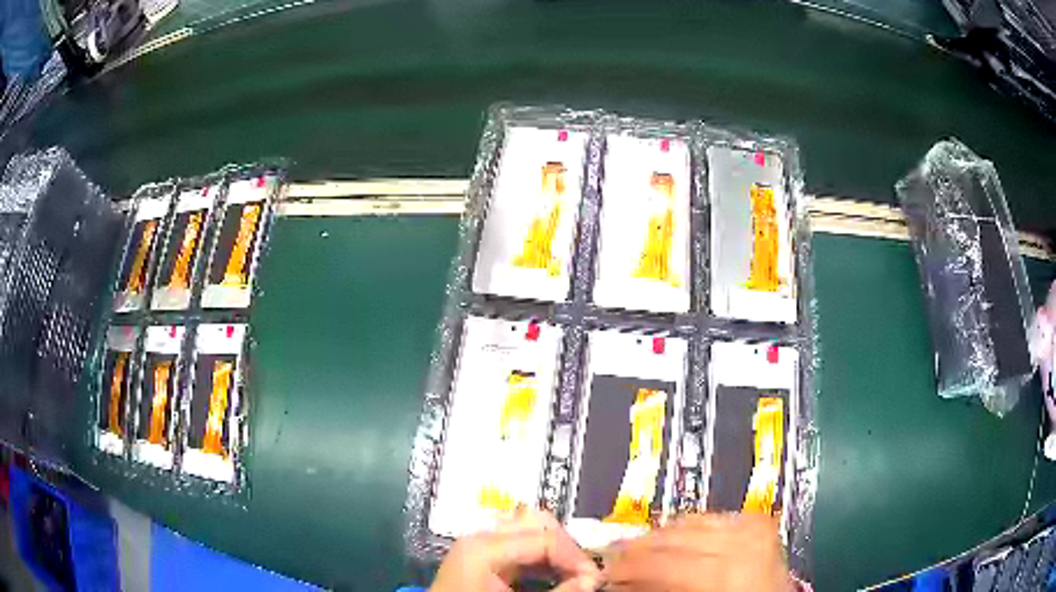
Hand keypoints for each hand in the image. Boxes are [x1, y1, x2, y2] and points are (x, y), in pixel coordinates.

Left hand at [430, 507, 599, 591]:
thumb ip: (558, 591)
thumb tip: (593, 580)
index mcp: (484, 546)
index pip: (545, 537)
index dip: (576, 557)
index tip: (595, 579)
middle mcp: (480, 535)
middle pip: (536, 520)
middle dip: (566, 545)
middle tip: (583, 572)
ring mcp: (479, 543)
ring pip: (529, 528)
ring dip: (555, 548)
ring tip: (572, 573)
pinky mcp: (482, 555)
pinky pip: (519, 543)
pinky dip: (541, 555)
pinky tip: (553, 573)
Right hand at [602, 513, 793, 591]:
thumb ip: (656, 588)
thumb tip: (621, 580)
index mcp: (725, 572)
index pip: (659, 561)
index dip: (625, 565)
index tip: (606, 569)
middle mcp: (744, 542)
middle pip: (675, 534)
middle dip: (640, 546)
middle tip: (616, 556)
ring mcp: (757, 529)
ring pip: (694, 520)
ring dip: (664, 533)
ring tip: (644, 546)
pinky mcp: (763, 524)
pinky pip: (717, 516)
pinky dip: (694, 525)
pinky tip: (680, 536)